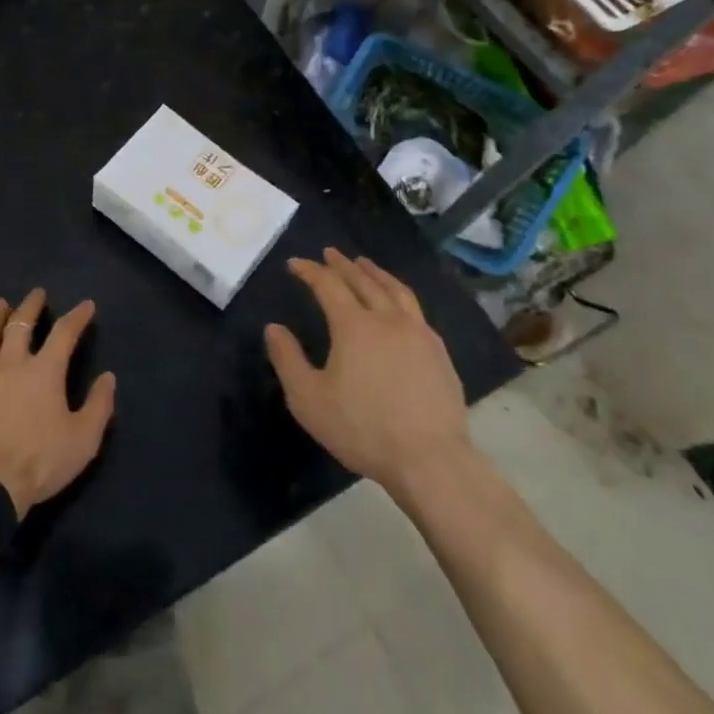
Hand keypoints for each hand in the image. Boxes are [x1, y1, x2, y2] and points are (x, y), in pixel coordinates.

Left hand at [0, 289, 116, 518]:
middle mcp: (10, 363)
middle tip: (37, 294)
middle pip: (20, 323)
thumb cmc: (39, 463)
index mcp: (44, 371)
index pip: (64, 332)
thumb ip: (99, 406)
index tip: (86, 306)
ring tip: (0, 305)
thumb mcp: (83, 440)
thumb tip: (108, 377)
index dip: (77, 316)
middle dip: (31, 305)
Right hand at [264, 249, 470, 497]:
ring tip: (365, 264)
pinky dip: (399, 296)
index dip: (310, 271)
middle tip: (330, 253)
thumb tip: (274, 328)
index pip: (328, 285)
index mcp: (354, 325)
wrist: (430, 460)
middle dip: (343, 264)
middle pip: (363, 280)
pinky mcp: (439, 353)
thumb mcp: (309, 399)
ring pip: (395, 290)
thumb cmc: (363, 429)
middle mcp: (388, 319)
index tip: (295, 263)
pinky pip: (416, 310)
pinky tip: (398, 305)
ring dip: (376, 273)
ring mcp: (419, 334)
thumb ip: (287, 359)